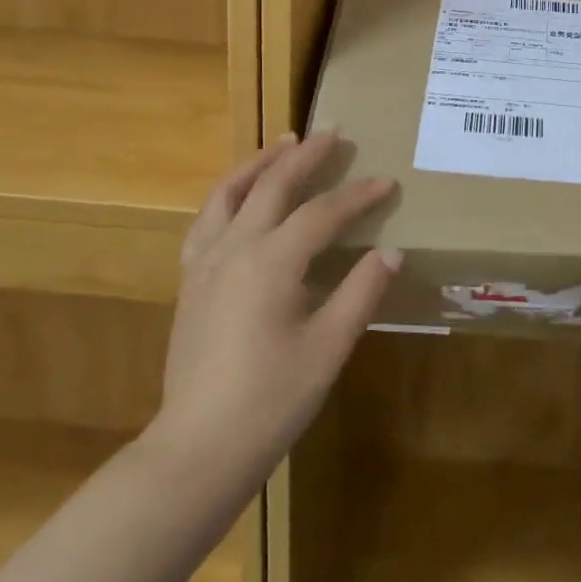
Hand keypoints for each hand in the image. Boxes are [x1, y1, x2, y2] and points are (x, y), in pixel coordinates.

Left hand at [146, 131, 399, 483]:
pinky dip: (228, 194)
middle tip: (333, 133)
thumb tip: (390, 252)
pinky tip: (239, 198)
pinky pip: (207, 219)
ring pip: (229, 193)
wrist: (198, 449)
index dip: (358, 195)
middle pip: (273, 185)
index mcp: (272, 262)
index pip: (322, 213)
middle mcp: (234, 248)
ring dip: (260, 162)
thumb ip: (361, 292)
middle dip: (306, 156)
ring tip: (283, 143)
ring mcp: (205, 262)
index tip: (386, 182)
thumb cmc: (272, 400)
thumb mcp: (328, 348)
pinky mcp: (190, 281)